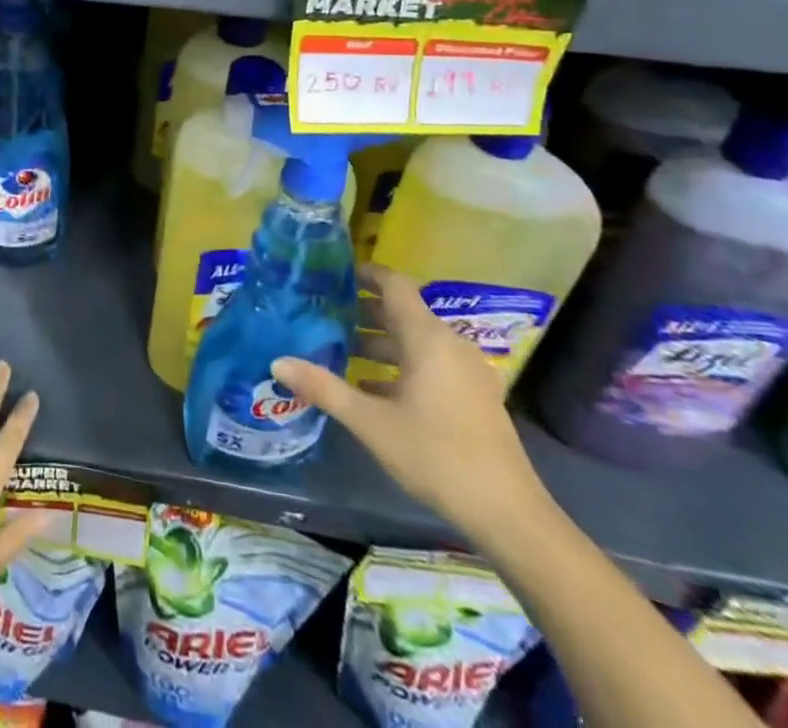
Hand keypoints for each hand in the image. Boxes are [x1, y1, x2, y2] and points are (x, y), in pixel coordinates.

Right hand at [271, 264, 549, 547]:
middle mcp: (450, 344)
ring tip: (341, 349)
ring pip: (416, 340)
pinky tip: (372, 388)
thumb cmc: (436, 455)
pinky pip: (431, 363)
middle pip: (402, 312)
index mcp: (427, 338)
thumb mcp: (371, 423)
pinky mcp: (474, 396)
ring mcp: (466, 371)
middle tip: (324, 313)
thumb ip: (324, 388)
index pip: (394, 285)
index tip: (332, 274)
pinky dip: (401, 365)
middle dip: (363, 310)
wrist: (509, 514)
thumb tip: (278, 362)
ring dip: (380, 341)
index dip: (364, 274)